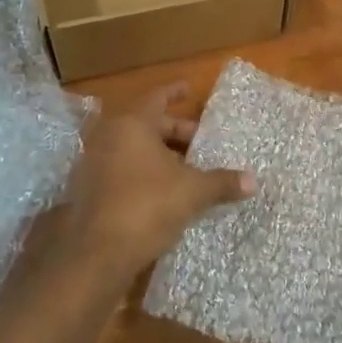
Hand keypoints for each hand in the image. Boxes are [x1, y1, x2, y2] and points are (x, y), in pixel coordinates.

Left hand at [56, 84, 254, 279]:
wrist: (96, 254)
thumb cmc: (146, 206)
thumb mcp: (192, 192)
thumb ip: (221, 182)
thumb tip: (253, 181)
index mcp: (132, 124)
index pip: (158, 98)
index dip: (175, 92)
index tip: (190, 88)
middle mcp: (108, 137)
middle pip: (147, 125)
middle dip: (175, 132)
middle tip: (200, 141)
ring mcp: (94, 164)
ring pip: (133, 150)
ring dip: (160, 155)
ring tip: (187, 168)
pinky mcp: (88, 191)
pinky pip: (122, 170)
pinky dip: (143, 173)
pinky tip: (164, 191)